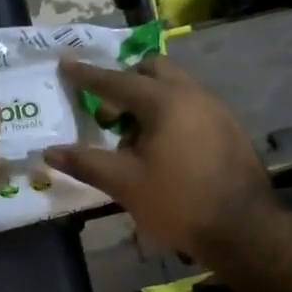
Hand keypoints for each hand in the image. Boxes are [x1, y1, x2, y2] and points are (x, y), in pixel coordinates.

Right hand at [44, 55, 273, 255]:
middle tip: (107, 115)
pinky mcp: (228, 127)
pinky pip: (190, 106)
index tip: (65, 63)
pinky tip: (163, 151)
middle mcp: (193, 94)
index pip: (116, 81)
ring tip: (133, 141)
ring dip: (148, 102)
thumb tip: (49, 152)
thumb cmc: (178, 202)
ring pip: (174, 88)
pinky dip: (169, 115)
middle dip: (124, 83)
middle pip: (152, 71)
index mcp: (164, 101)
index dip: (87, 75)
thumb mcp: (125, 184)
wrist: (242, 228)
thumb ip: (86, 163)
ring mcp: (216, 109)